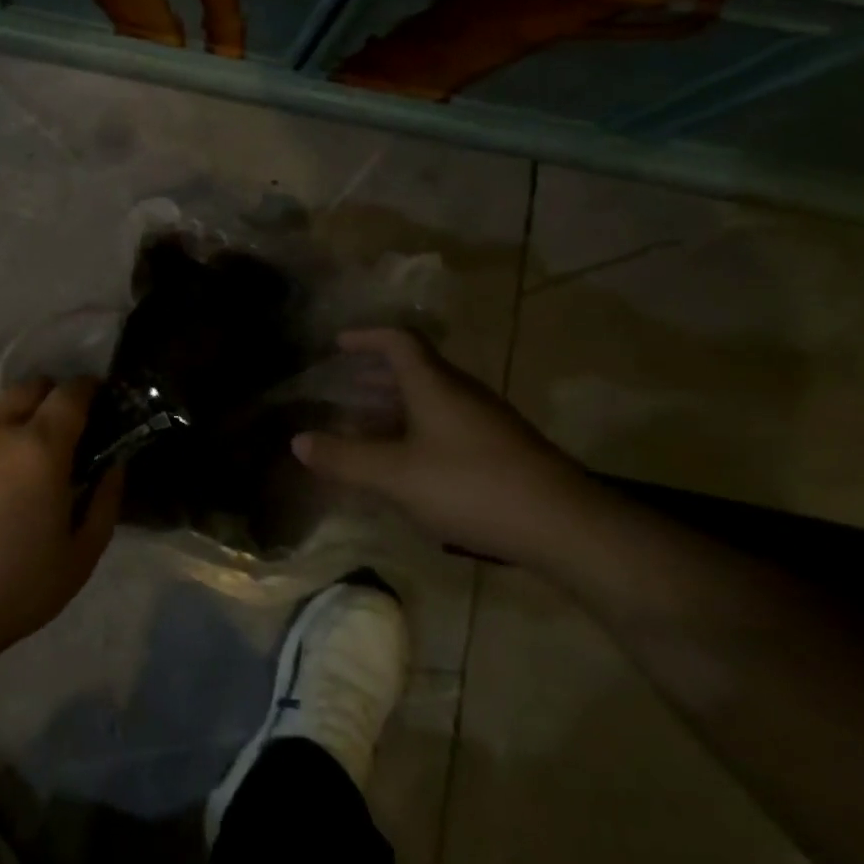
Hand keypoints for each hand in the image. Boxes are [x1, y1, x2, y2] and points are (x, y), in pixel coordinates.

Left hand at [0, 378, 121, 664]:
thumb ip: (105, 503)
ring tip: (13, 468)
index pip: (70, 392)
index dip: (88, 388)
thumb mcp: (78, 558)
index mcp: (39, 448)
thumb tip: (113, 465)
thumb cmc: (10, 591)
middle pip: (28, 388)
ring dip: (11, 424)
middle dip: (50, 396)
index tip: (98, 398)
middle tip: (60, 431)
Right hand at [292, 329, 598, 566]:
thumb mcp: (395, 475)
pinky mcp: (502, 450)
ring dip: (396, 406)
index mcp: (434, 384)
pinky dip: (417, 431)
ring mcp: (486, 421)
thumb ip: (345, 458)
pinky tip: (409, 464)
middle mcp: (461, 393)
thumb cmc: (471, 486)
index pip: (398, 341)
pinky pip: (447, 425)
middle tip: (344, 388)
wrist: (566, 526)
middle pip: (414, 370)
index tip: (338, 343)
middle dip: (375, 376)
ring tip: (367, 427)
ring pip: (432, 400)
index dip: (366, 337)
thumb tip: (298, 441)